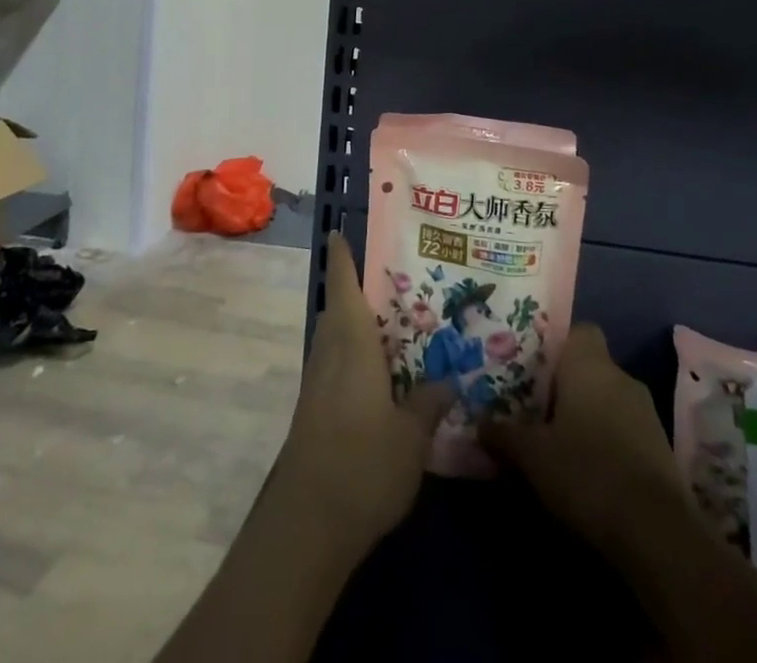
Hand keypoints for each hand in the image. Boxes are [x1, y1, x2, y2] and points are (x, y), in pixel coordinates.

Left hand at [274, 233, 452, 553]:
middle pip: (339, 308)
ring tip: (398, 323)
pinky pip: (337, 364)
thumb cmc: (362, 464)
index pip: (342, 284)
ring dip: (358, 325)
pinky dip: (357, 355)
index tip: (339, 231)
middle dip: (359, 290)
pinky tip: (383, 374)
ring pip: (337, 337)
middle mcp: (330, 352)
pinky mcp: (315, 411)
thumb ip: (430, 400)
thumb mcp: (412, 436)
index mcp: (352, 342)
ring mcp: (317, 383)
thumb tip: (449, 375)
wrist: (307, 525)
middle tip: (397, 280)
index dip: (342, 256)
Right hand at [482, 323, 686, 554]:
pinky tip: (588, 471)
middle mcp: (621, 377)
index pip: (578, 330)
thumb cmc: (585, 471)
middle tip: (535, 407)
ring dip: (587, 416)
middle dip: (566, 386)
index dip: (556, 345)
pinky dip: (607, 443)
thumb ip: (504, 434)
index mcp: (589, 364)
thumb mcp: (532, 455)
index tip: (534, 367)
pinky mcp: (661, 449)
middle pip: (590, 368)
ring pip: (608, 400)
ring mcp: (646, 413)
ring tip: (558, 442)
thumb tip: (480, 423)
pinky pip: (625, 430)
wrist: (656, 533)